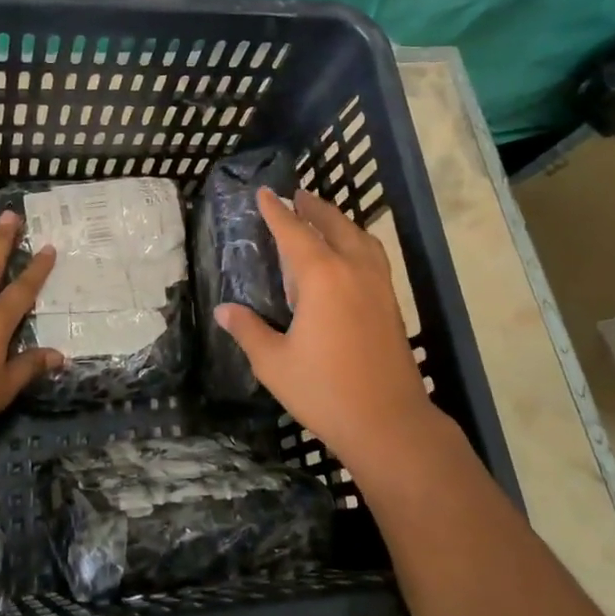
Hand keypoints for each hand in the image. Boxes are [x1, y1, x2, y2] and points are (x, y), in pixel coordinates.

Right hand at [214, 189, 454, 475]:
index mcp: (322, 277)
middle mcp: (353, 270)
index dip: (277, 211)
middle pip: (333, 225)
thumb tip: (224, 310)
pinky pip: (372, 256)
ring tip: (324, 218)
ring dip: (339, 222)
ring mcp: (378, 285)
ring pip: (360, 238)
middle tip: (297, 195)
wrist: (390, 422)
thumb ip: (248, 330)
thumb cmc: (325, 391)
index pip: (294, 233)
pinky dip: (357, 242)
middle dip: (313, 208)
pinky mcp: (391, 303)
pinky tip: (350, 257)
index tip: (264, 193)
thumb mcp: (274, 363)